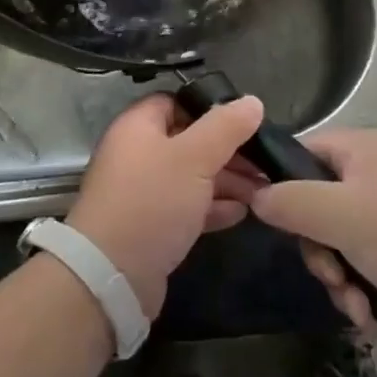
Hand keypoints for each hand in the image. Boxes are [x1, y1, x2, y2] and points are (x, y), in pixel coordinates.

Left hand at [67, 93, 266, 317]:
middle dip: (227, 151)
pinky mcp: (151, 225)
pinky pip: (186, 206)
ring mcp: (143, 190)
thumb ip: (225, 127)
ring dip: (225, 181)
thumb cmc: (152, 201)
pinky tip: (241, 213)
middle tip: (264, 164)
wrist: (112, 275)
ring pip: (191, 176)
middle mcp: (137, 153)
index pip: (177, 102)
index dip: (210, 109)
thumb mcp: (194, 157)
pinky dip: (212, 207)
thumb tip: (252, 101)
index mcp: (138, 125)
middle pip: (188, 141)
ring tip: (262, 191)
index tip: (245, 123)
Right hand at [248, 129, 376, 352]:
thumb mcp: (342, 217)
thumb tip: (255, 195)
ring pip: (342, 240)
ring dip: (340, 277)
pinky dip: (364, 288)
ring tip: (356, 308)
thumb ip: (292, 203)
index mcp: (360, 149)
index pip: (301, 153)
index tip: (276, 224)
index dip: (281, 185)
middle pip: (318, 204)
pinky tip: (371, 317)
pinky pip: (369, 262)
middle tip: (330, 277)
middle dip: (318, 249)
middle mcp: (375, 173)